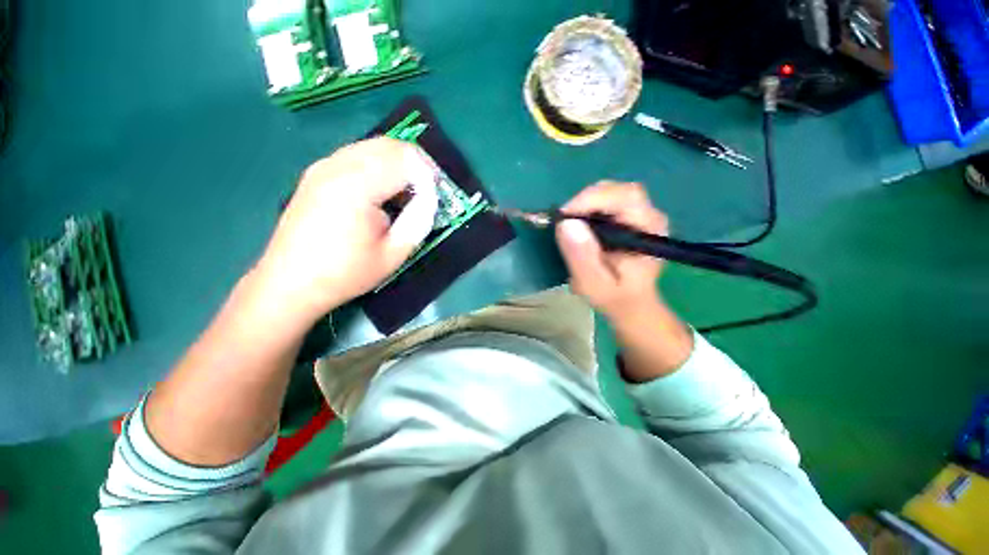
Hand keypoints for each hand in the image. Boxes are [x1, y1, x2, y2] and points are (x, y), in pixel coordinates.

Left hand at [254, 138, 438, 325]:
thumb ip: (418, 220)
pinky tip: (381, 192)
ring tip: (406, 193)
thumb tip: (430, 198)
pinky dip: (378, 165)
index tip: (437, 195)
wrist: (291, 282)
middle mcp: (337, 166)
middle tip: (428, 190)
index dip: (428, 174)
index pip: (404, 159)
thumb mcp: (393, 254)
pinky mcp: (316, 173)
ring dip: (397, 163)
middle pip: (388, 145)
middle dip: (416, 163)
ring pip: (372, 146)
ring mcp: (323, 166)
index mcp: (356, 187)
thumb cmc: (346, 273)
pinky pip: (356, 155)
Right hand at [555, 181, 667, 318]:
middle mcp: (649, 215)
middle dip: (585, 201)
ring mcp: (640, 214)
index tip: (564, 217)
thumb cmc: (615, 297)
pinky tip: (580, 226)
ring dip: (584, 205)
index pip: (625, 197)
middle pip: (616, 190)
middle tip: (564, 222)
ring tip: (570, 227)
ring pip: (609, 192)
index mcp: (648, 231)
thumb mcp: (594, 284)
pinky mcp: (629, 216)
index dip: (591, 200)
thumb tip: (566, 224)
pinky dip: (587, 208)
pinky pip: (606, 201)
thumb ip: (583, 257)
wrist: (631, 303)